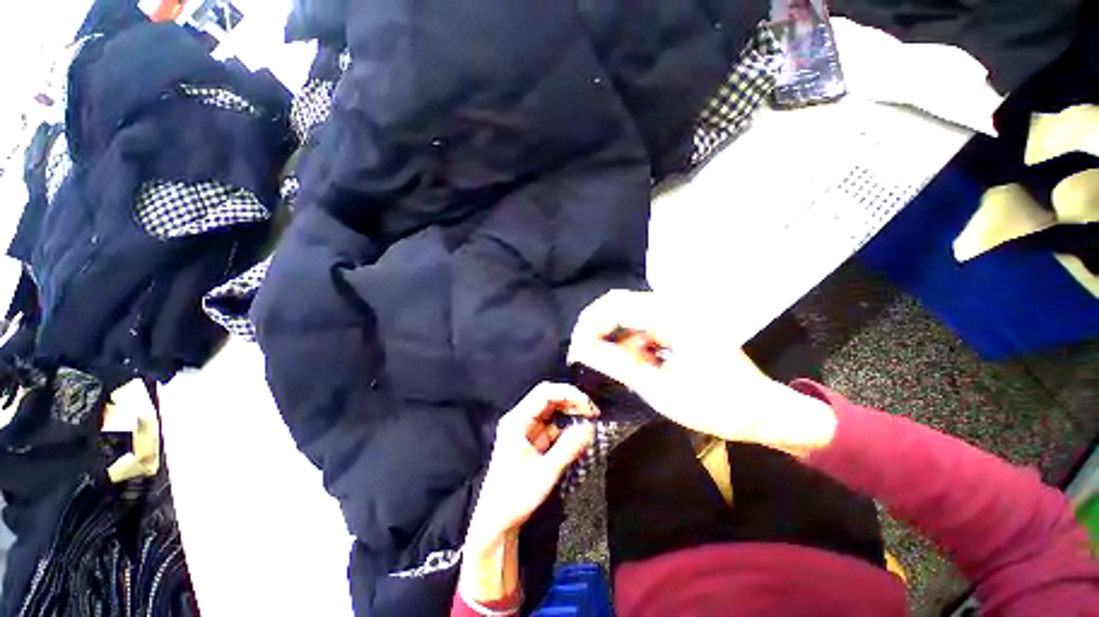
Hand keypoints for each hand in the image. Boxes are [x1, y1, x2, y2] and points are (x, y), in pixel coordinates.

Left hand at [469, 383, 596, 541]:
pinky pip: (553, 427)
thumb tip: (589, 428)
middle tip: (593, 414)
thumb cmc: (514, 498)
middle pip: (549, 399)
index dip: (568, 394)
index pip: (544, 393)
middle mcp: (520, 420)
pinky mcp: (533, 440)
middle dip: (572, 403)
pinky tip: (579, 435)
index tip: (588, 405)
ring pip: (553, 411)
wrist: (497, 521)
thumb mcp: (545, 473)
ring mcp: (526, 429)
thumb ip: (568, 448)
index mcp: (516, 421)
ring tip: (589, 423)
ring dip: (571, 415)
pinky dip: (567, 429)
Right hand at [568, 290, 835, 455]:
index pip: (616, 307)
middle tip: (584, 355)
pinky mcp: (678, 321)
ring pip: (628, 312)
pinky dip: (630, 341)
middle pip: (618, 303)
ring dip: (613, 336)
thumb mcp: (661, 391)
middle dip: (596, 328)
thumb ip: (619, 366)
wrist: (761, 411)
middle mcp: (675, 305)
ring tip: (614, 365)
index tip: (576, 353)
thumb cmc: (717, 406)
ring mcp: (678, 311)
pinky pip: (641, 323)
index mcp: (675, 317)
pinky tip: (637, 362)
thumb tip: (583, 351)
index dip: (589, 327)